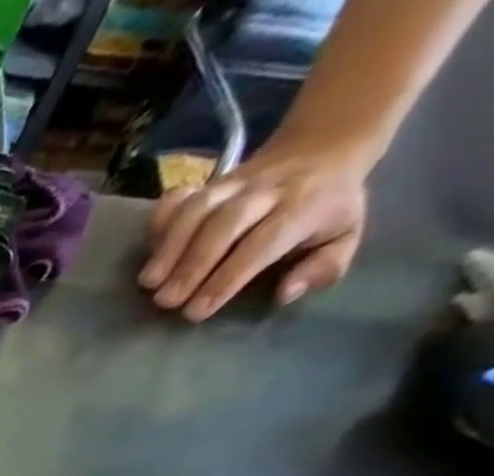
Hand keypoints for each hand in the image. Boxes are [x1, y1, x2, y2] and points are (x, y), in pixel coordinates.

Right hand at [138, 144, 366, 320]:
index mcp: (306, 204)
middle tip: (166, 301)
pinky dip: (159, 222)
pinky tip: (149, 249)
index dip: (227, 278)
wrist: (324, 147)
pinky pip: (178, 199)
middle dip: (192, 264)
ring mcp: (234, 183)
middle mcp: (268, 190)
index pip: (264, 241)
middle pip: (225, 223)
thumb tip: (286, 293)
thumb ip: (323, 268)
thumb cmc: (326, 208)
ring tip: (149, 283)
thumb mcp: (344, 236)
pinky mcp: (208, 181)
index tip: (197, 311)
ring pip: (197, 209)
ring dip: (168, 247)